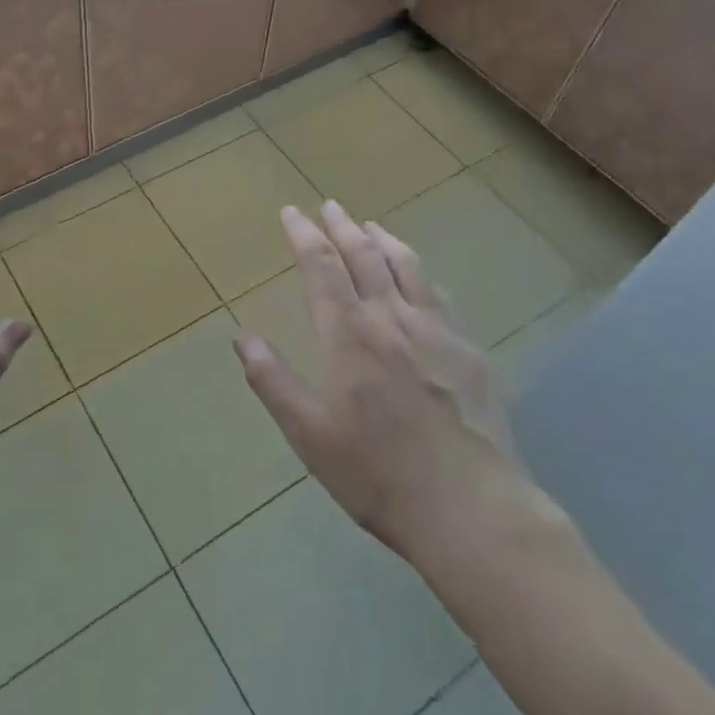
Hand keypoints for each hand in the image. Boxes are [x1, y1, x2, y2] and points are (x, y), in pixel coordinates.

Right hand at [233, 202, 560, 573]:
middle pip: (364, 255)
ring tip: (370, 226)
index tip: (291, 212)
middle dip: (342, 226)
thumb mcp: (308, 434)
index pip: (321, 266)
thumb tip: (243, 337)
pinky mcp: (468, 351)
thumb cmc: (376, 473)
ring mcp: (436, 331)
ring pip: (406, 266)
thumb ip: (273, 380)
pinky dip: (420, 273)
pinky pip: (439, 295)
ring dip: (383, 239)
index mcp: (348, 334)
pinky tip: (419, 278)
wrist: (471, 509)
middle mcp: (391, 318)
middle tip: (329, 206)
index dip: (303, 234)